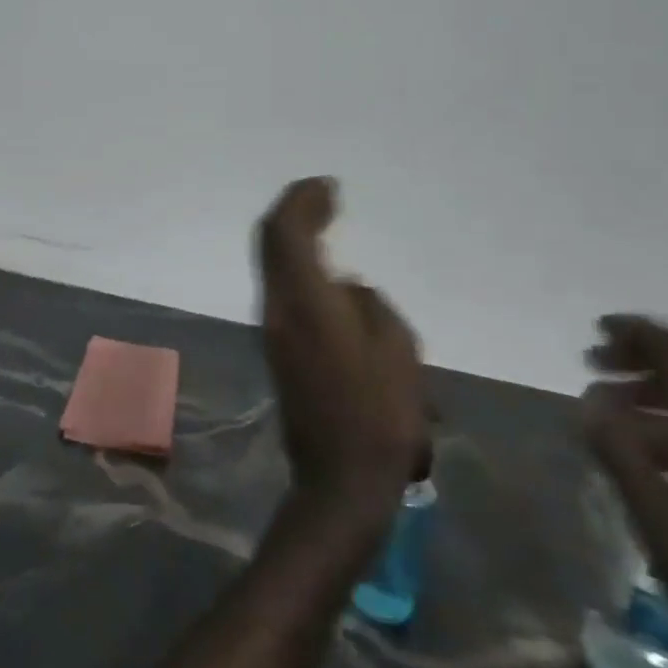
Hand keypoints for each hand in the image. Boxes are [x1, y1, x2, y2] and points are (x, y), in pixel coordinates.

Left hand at [256, 178, 430, 518]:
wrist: (339, 480)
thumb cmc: (380, 416)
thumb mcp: (397, 351)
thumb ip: (369, 305)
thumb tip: (347, 287)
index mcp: (306, 302)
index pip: (285, 232)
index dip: (301, 200)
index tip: (328, 186)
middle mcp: (278, 308)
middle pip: (270, 242)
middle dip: (294, 211)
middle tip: (325, 196)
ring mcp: (273, 329)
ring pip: (272, 264)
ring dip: (294, 237)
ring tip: (326, 223)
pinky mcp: (277, 347)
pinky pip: (282, 287)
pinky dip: (297, 263)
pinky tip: (325, 270)